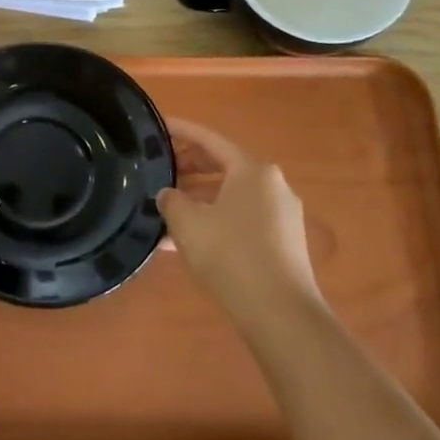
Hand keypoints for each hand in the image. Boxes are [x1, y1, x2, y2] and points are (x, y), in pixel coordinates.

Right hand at [158, 119, 320, 330]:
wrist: (280, 313)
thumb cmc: (230, 254)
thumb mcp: (187, 222)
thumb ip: (171, 200)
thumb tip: (169, 195)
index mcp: (252, 170)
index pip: (209, 139)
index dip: (180, 131)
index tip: (157, 126)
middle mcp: (272, 185)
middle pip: (223, 165)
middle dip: (188, 167)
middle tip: (157, 171)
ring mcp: (281, 215)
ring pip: (230, 195)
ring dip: (198, 198)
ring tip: (165, 210)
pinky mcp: (282, 242)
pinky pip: (240, 218)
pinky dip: (214, 220)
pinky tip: (186, 241)